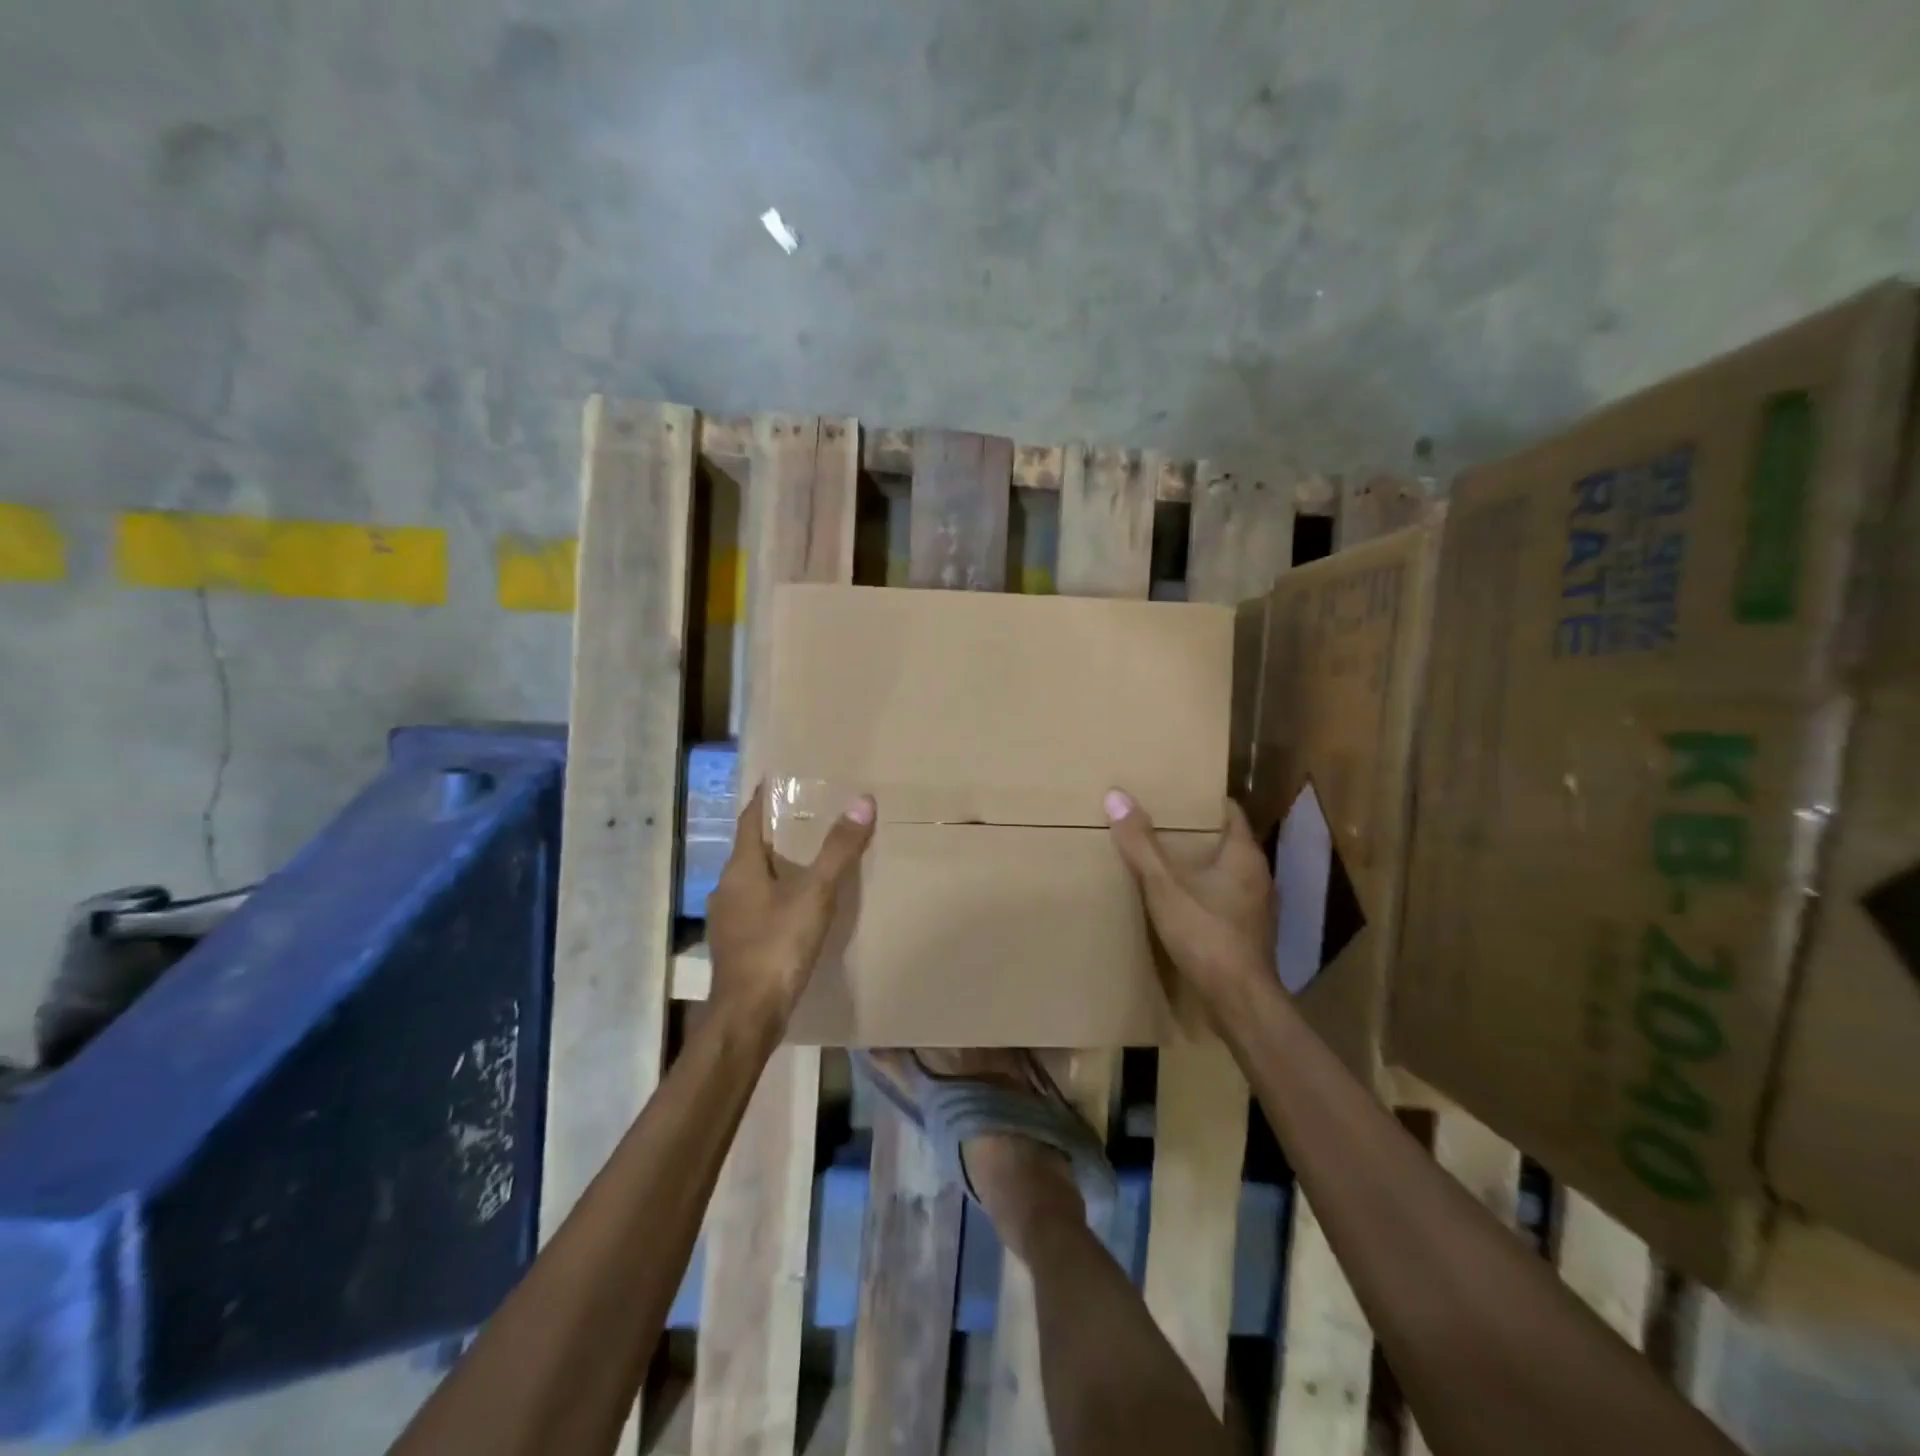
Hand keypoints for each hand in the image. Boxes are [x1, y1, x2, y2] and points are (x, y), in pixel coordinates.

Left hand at [706, 781, 875, 1023]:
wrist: (748, 1014)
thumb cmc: (778, 946)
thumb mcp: (816, 894)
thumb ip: (839, 850)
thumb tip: (863, 802)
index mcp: (740, 868)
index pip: (749, 820)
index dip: (763, 799)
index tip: (777, 780)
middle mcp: (727, 888)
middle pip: (750, 849)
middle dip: (775, 832)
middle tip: (807, 815)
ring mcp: (728, 919)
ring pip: (753, 879)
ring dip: (776, 865)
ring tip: (807, 857)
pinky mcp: (736, 945)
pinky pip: (756, 906)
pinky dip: (775, 894)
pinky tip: (796, 905)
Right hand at [1104, 788, 1274, 1021]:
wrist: (1238, 1000)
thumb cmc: (1206, 933)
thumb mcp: (1164, 885)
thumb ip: (1141, 844)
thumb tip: (1116, 796)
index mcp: (1244, 855)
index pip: (1229, 812)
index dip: (1203, 800)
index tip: (1175, 793)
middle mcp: (1257, 875)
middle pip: (1225, 841)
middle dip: (1195, 832)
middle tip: (1159, 821)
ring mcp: (1255, 907)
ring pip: (1225, 872)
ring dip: (1199, 864)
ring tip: (1163, 858)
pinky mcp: (1247, 933)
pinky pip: (1224, 898)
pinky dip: (1203, 892)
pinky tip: (1178, 899)